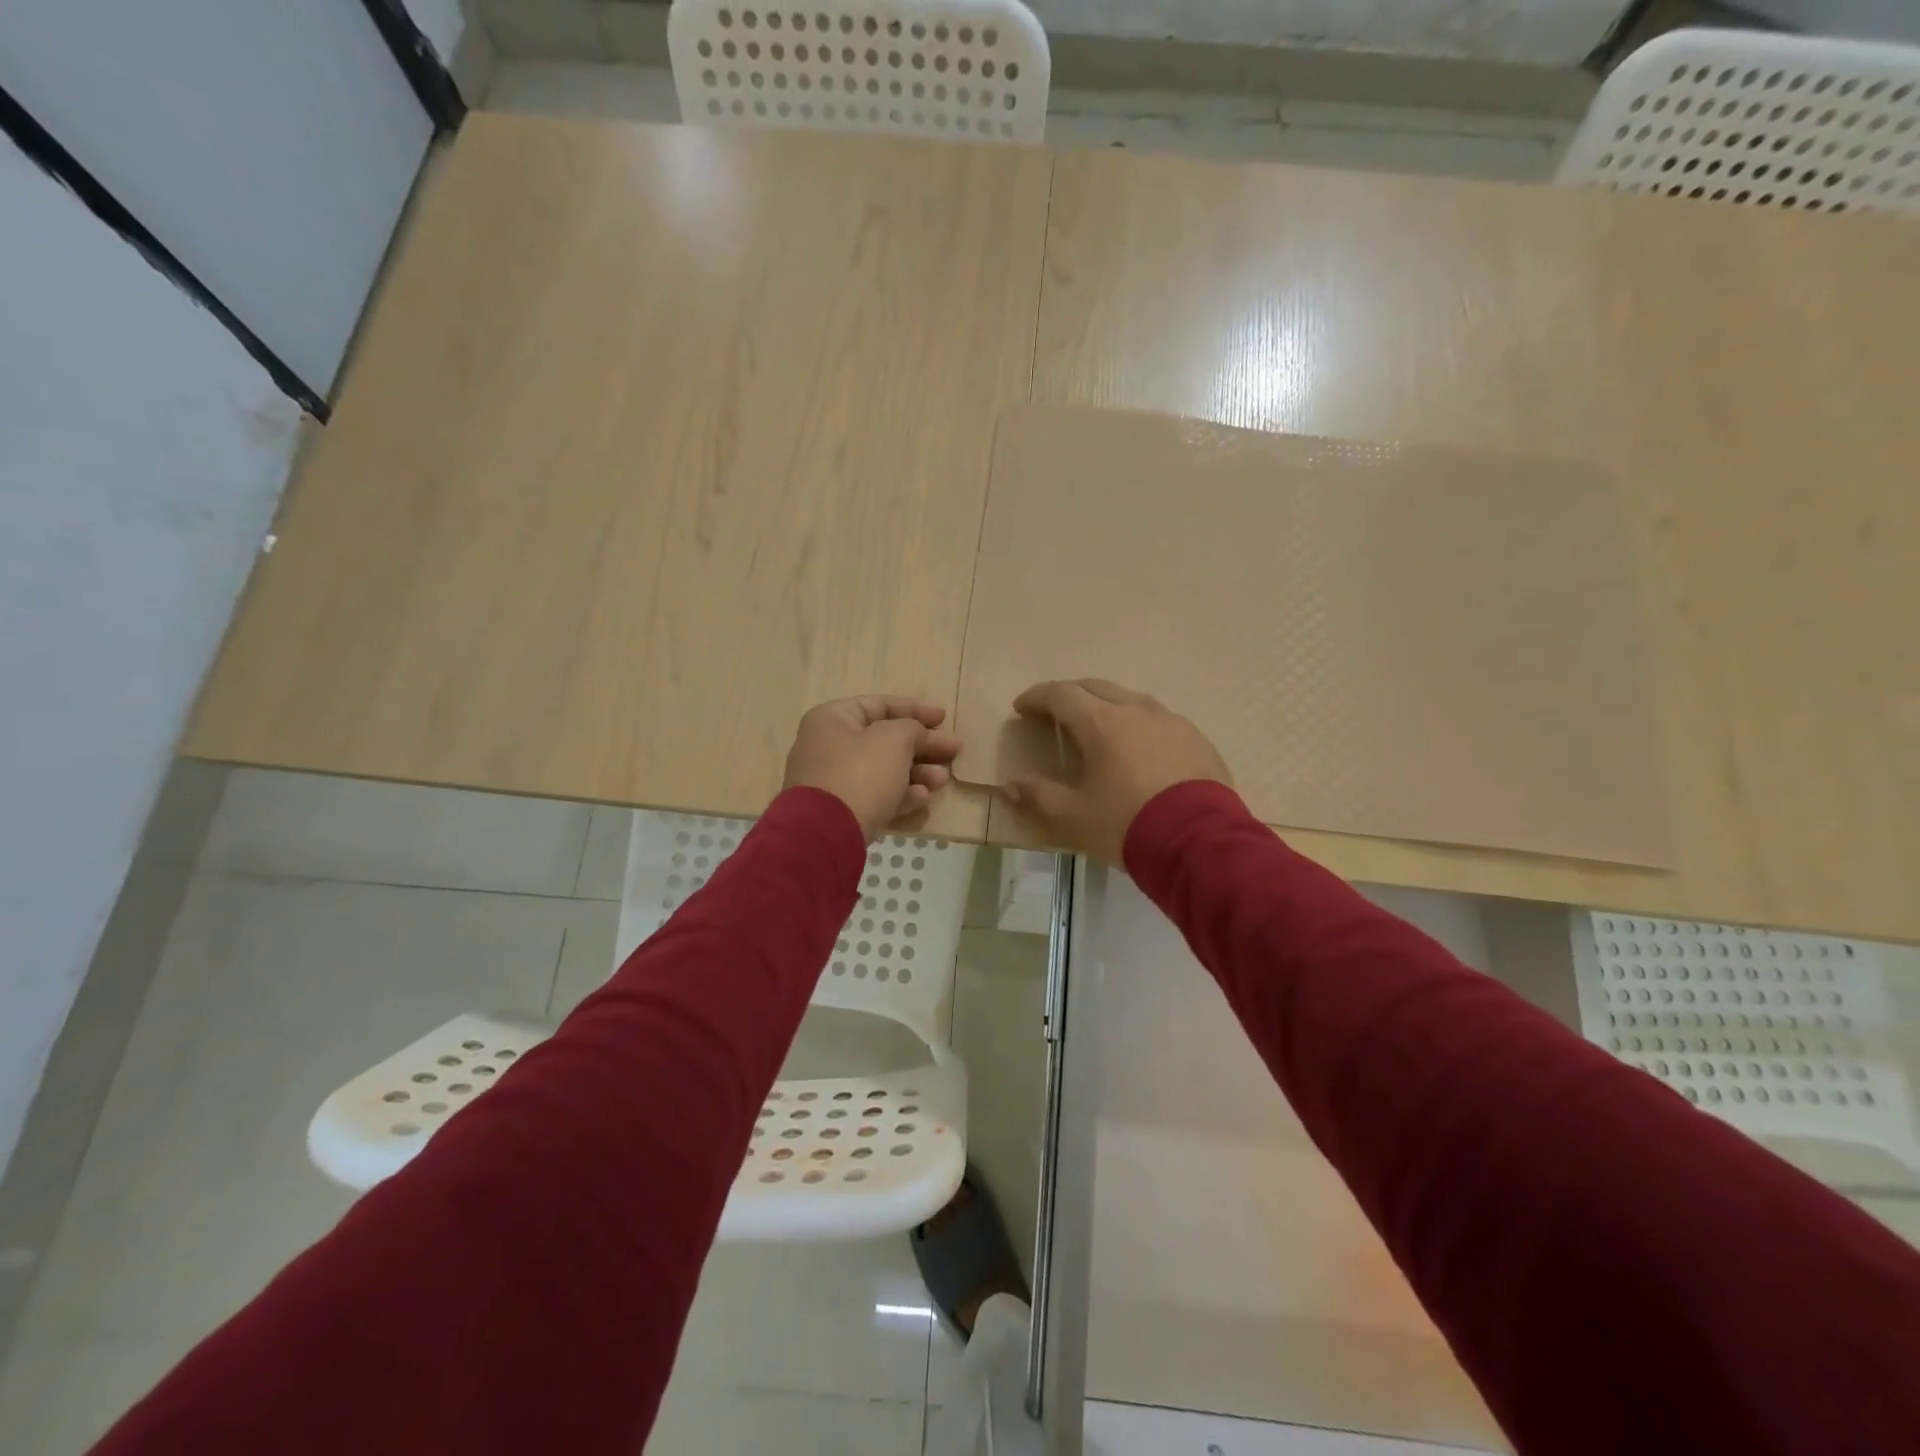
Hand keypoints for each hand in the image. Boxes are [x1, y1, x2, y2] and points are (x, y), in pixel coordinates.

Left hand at [782, 696, 962, 838]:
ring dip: (918, 772)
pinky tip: (924, 798)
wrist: (827, 832)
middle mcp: (828, 747)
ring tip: (943, 779)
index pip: (879, 705)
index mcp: (833, 719)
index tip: (944, 717)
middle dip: (922, 745)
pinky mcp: (842, 812)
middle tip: (954, 750)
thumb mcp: (894, 739)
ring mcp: (834, 782)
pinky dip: (902, 794)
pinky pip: (877, 796)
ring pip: (884, 770)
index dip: (914, 708)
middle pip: (884, 740)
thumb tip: (919, 735)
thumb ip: (913, 729)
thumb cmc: (860, 772)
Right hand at [1002, 679, 1230, 862]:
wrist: (1199, 843)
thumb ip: (1039, 796)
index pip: (1061, 695)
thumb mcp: (1074, 817)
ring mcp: (1171, 721)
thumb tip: (1012, 784)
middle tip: (1054, 711)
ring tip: (1097, 726)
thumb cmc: (1127, 825)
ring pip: (1130, 699)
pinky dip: (1138, 724)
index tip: (1021, 708)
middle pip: (1095, 687)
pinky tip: (1139, 746)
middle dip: (1070, 694)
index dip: (1037, 697)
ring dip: (1106, 705)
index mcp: (1102, 723)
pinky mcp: (1197, 738)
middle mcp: (1136, 711)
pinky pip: (1159, 719)